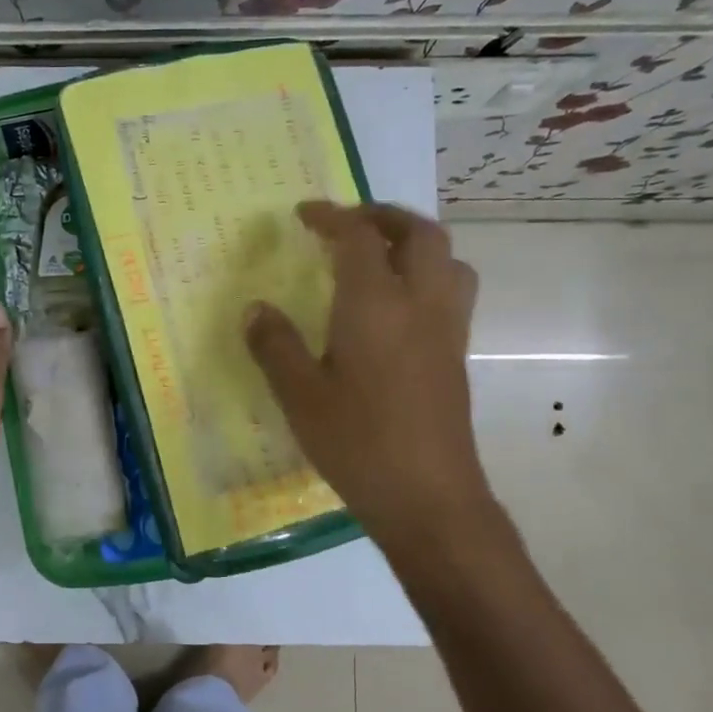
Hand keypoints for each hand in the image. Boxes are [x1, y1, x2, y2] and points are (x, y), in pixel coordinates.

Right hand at [245, 201, 490, 553]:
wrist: (429, 498)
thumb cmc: (357, 443)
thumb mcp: (299, 395)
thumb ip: (275, 345)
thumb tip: (256, 309)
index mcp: (376, 304)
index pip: (358, 237)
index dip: (330, 217)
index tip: (303, 214)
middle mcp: (421, 303)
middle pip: (419, 233)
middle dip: (383, 216)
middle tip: (348, 223)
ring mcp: (447, 329)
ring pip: (447, 259)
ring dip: (414, 242)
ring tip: (378, 255)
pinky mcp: (456, 355)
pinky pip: (452, 290)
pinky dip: (427, 273)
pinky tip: (395, 306)